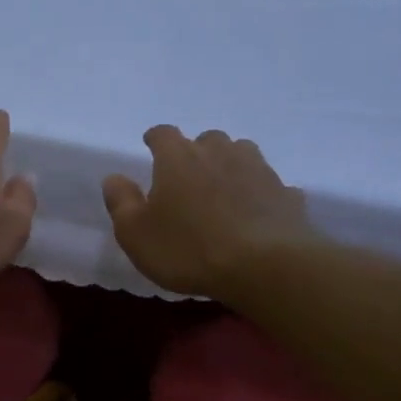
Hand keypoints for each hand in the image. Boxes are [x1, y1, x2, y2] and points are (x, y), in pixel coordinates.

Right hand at [102, 126, 312, 299]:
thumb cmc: (188, 248)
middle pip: (207, 139)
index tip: (151, 146)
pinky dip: (260, 194)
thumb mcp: (136, 233)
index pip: (163, 134)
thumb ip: (121, 202)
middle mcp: (219, 153)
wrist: (265, 266)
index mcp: (178, 158)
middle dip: (196, 152)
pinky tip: (257, 213)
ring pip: (242, 154)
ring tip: (224, 189)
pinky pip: (269, 186)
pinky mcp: (286, 194)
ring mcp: (258, 170)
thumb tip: (114, 178)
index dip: (155, 139)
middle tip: (188, 177)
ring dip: (231, 165)